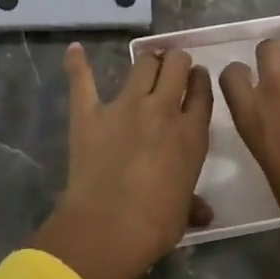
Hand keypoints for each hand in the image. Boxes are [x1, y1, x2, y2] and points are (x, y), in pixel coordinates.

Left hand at [28, 43, 213, 278]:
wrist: (110, 227)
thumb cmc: (156, 225)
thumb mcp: (183, 211)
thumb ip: (193, 203)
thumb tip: (204, 212)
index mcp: (191, 133)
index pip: (201, 92)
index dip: (199, 80)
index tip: (196, 78)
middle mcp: (162, 109)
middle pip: (175, 65)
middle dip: (176, 61)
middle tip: (172, 69)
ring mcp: (125, 106)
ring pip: (143, 63)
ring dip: (148, 61)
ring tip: (147, 65)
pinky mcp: (90, 112)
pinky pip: (83, 81)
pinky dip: (78, 64)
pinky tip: (75, 51)